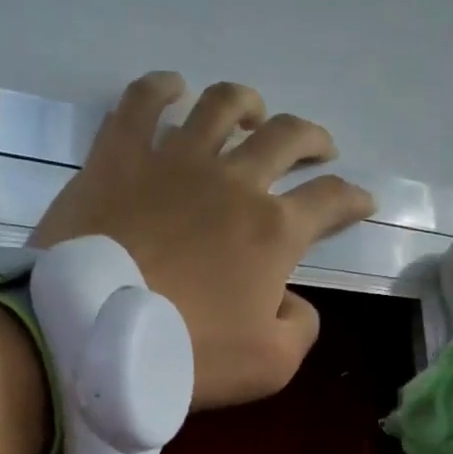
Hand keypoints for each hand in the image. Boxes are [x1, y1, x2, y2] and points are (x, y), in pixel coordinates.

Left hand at [33, 72, 375, 408]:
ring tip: (253, 112)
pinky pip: (141, 103)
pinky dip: (161, 89)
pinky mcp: (118, 157)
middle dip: (312, 140)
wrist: (90, 335)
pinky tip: (172, 88)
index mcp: (274, 231)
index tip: (362, 202)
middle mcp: (233, 181)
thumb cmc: (185, 354)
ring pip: (221, 106)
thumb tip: (291, 299)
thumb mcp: (270, 365)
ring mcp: (174, 161)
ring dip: (246, 104)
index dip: (353, 198)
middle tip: (319, 150)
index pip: (330, 200)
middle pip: (286, 138)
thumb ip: (299, 327)